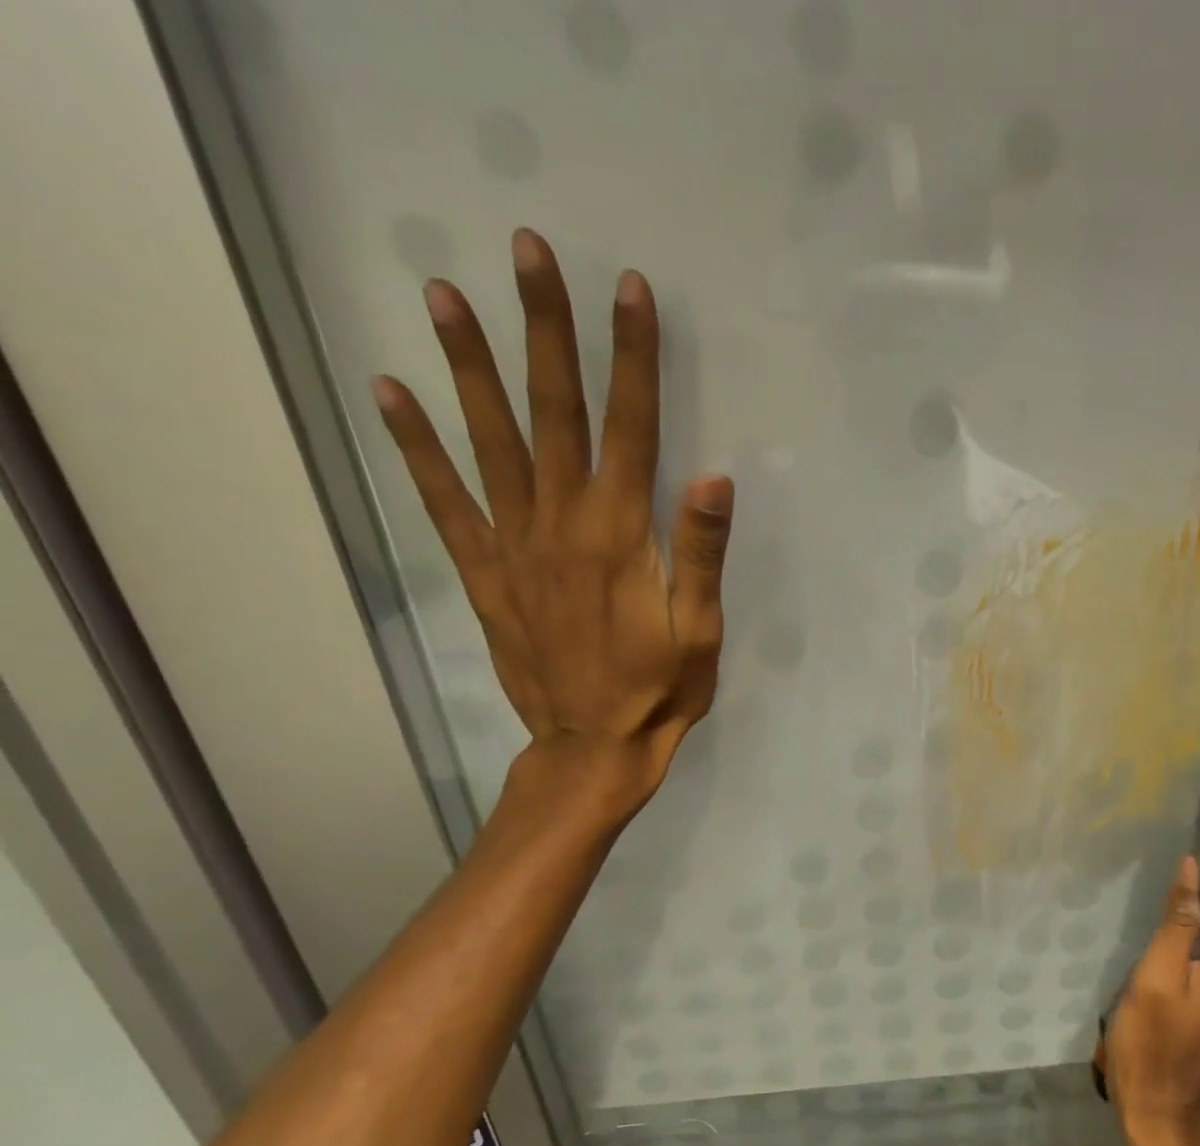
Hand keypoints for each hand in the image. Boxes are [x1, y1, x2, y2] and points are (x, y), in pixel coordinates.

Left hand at [372, 228, 731, 818]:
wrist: (593, 746)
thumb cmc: (660, 690)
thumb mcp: (701, 629)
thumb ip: (702, 552)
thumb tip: (714, 475)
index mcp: (621, 535)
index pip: (632, 427)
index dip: (632, 356)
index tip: (628, 289)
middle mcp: (561, 523)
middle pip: (555, 412)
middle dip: (545, 328)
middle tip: (525, 250)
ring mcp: (514, 544)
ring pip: (491, 440)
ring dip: (469, 365)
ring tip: (441, 293)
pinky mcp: (486, 571)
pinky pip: (444, 500)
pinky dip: (415, 446)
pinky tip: (389, 394)